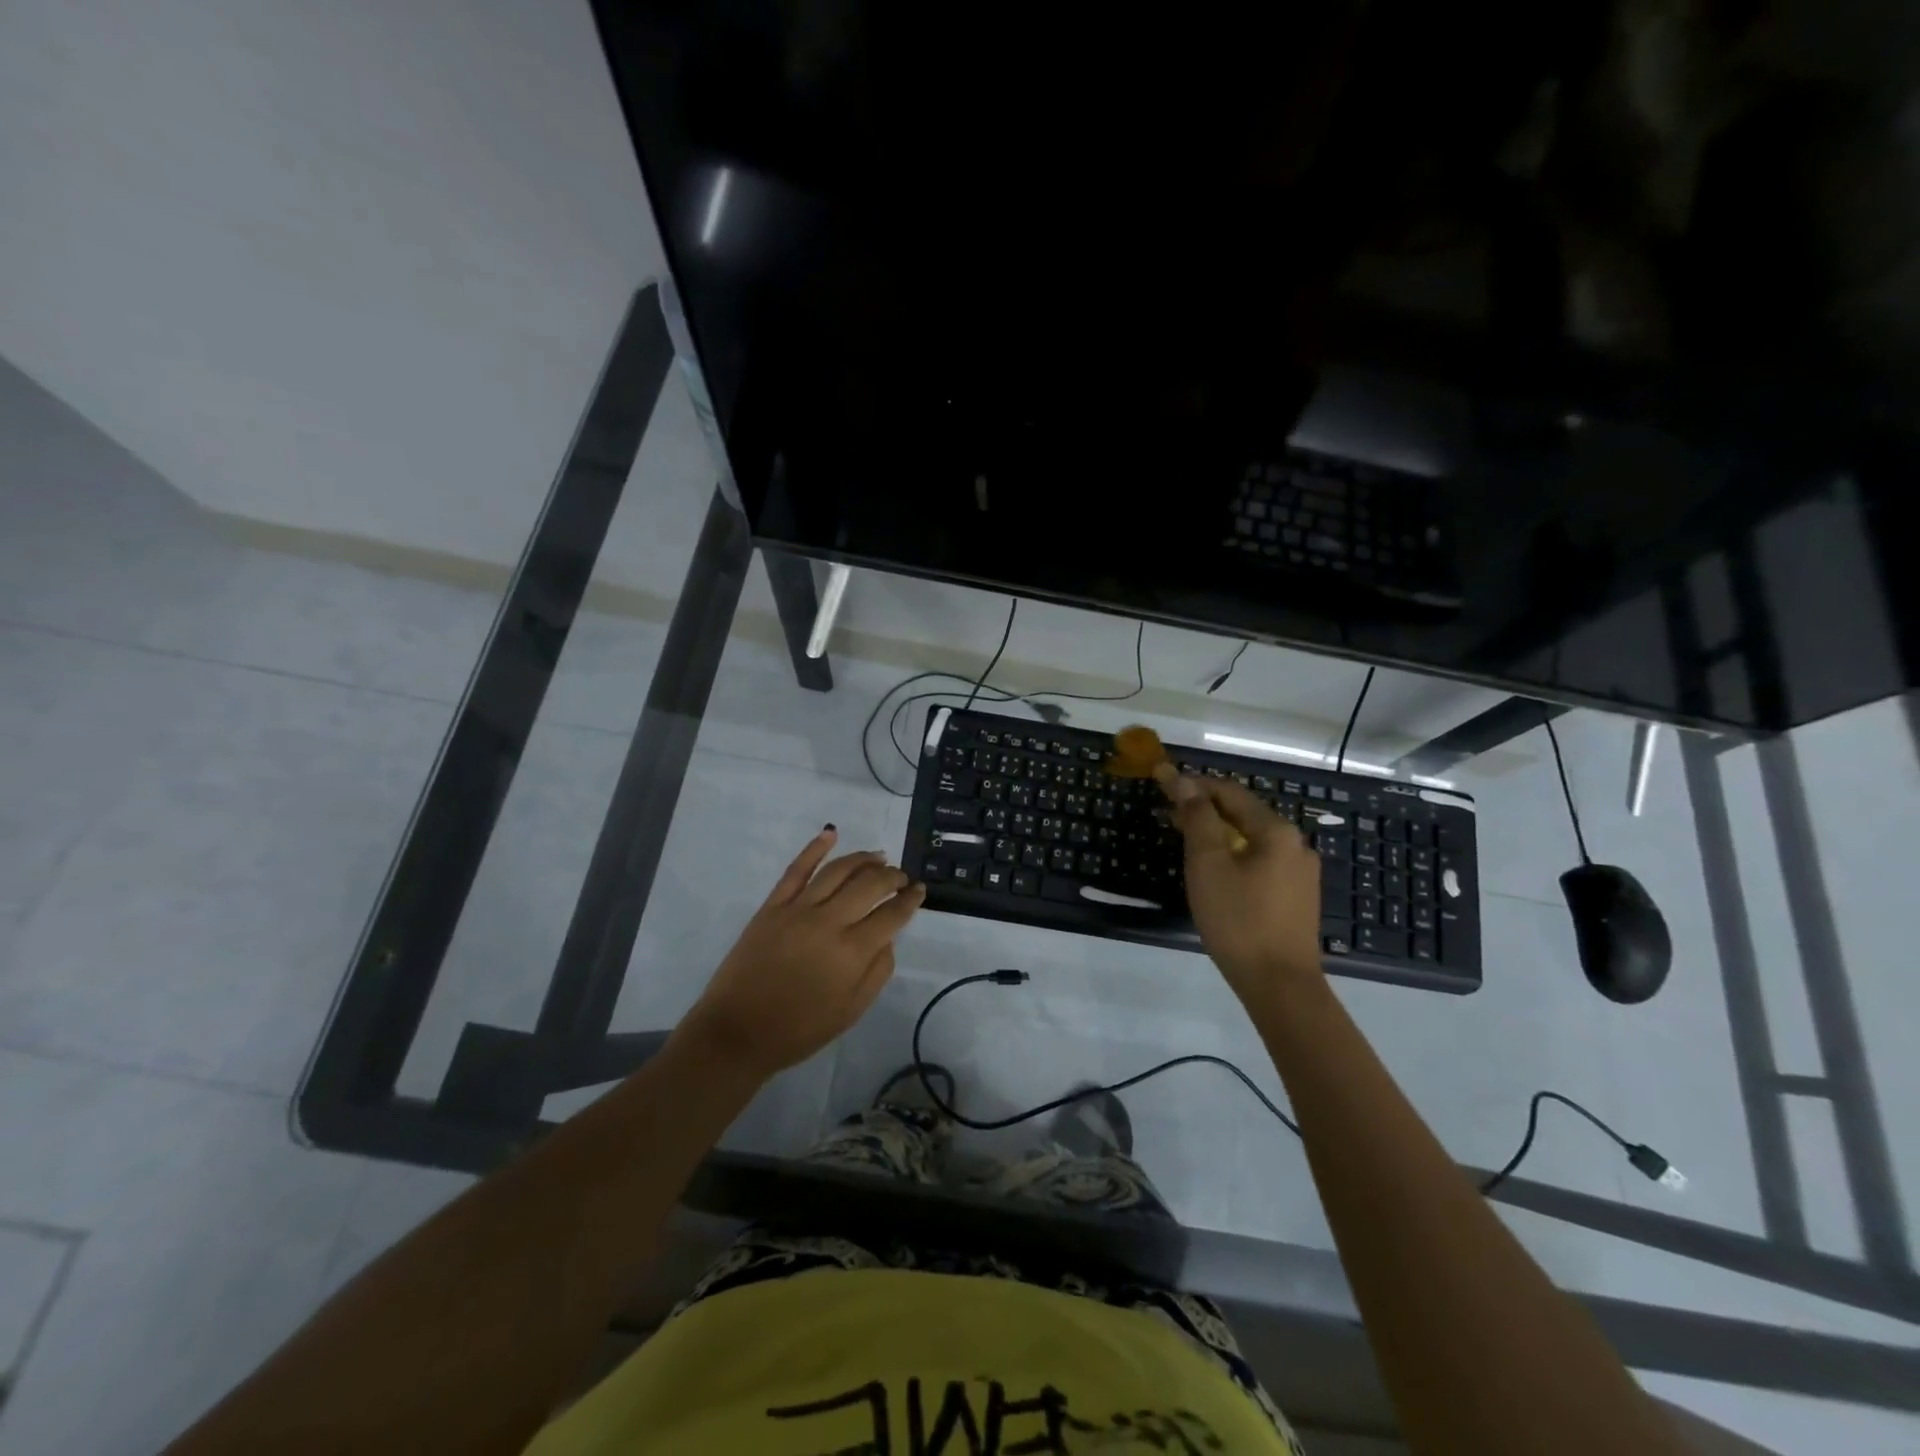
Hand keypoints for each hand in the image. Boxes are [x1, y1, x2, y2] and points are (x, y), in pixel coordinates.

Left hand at [678, 827, 925, 1080]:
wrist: (737, 1032)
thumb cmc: (799, 1029)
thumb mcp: (851, 1011)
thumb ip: (878, 971)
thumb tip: (888, 937)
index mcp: (852, 952)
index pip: (892, 915)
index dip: (911, 900)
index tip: (920, 891)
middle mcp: (829, 922)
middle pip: (870, 884)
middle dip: (893, 876)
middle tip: (902, 877)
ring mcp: (798, 909)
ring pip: (838, 870)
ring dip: (864, 859)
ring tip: (879, 857)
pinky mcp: (773, 905)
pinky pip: (796, 869)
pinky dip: (815, 847)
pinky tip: (831, 833)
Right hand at [1156, 767, 1324, 1001]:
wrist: (1280, 985)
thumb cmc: (1238, 919)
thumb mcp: (1208, 864)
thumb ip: (1197, 818)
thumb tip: (1184, 780)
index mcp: (1276, 831)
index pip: (1230, 792)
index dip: (1194, 784)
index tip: (1161, 781)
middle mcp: (1295, 844)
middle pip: (1244, 813)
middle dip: (1205, 808)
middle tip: (1168, 813)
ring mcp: (1301, 872)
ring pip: (1252, 839)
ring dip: (1218, 833)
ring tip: (1185, 839)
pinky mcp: (1298, 896)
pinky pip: (1261, 861)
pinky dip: (1234, 854)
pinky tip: (1215, 870)